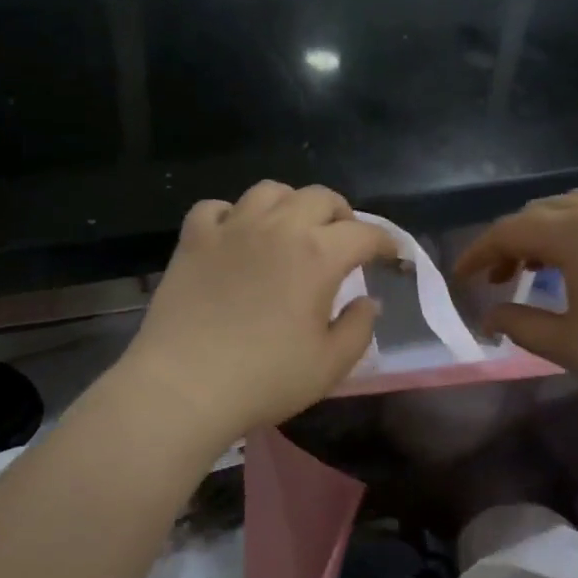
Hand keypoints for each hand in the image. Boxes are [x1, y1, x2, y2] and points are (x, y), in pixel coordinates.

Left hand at [119, 182, 394, 442]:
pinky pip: (216, 207)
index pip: (364, 234)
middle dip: (342, 215)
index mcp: (318, 255)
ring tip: (292, 229)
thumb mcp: (330, 365)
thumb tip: (367, 301)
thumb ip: (359, 328)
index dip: (385, 242)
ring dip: (291, 205)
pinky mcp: (193, 240)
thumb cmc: (265, 379)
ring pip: (269, 191)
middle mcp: (277, 228)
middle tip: (344, 241)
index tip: (392, 256)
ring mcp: (231, 228)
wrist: (185, 386)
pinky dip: (234, 215)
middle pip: (320, 197)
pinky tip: (236, 236)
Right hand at [453, 190, 577, 421]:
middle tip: (498, 278)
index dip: (478, 252)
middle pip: (543, 212)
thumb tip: (490, 317)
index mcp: (577, 233)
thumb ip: (520, 325)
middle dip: (511, 241)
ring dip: (548, 234)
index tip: (460, 278)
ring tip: (540, 270)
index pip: (510, 230)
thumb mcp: (569, 345)